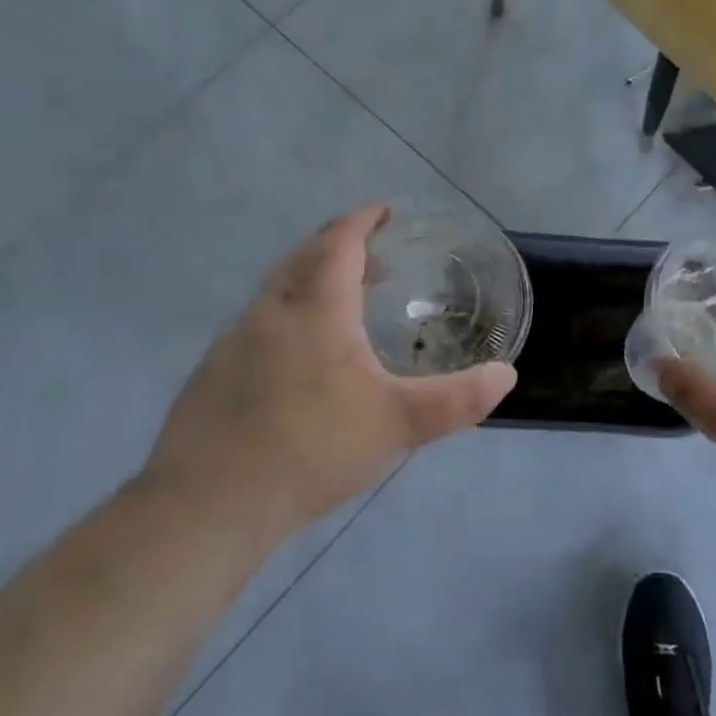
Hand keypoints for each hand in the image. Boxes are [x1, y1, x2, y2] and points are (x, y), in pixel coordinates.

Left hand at [143, 205, 515, 540]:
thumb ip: (456, 400)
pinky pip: (257, 325)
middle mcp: (270, 313)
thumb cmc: (311, 449)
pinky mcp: (212, 373)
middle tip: (371, 259)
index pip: (338, 243)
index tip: (383, 212)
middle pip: (302, 258)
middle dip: (336, 247)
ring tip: (341, 308)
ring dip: (310, 282)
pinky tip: (298, 362)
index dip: (361, 222)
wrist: (209, 503)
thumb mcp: (397, 424)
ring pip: (276, 292)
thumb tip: (506, 376)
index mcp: (315, 310)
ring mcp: (232, 342)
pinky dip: (286, 318)